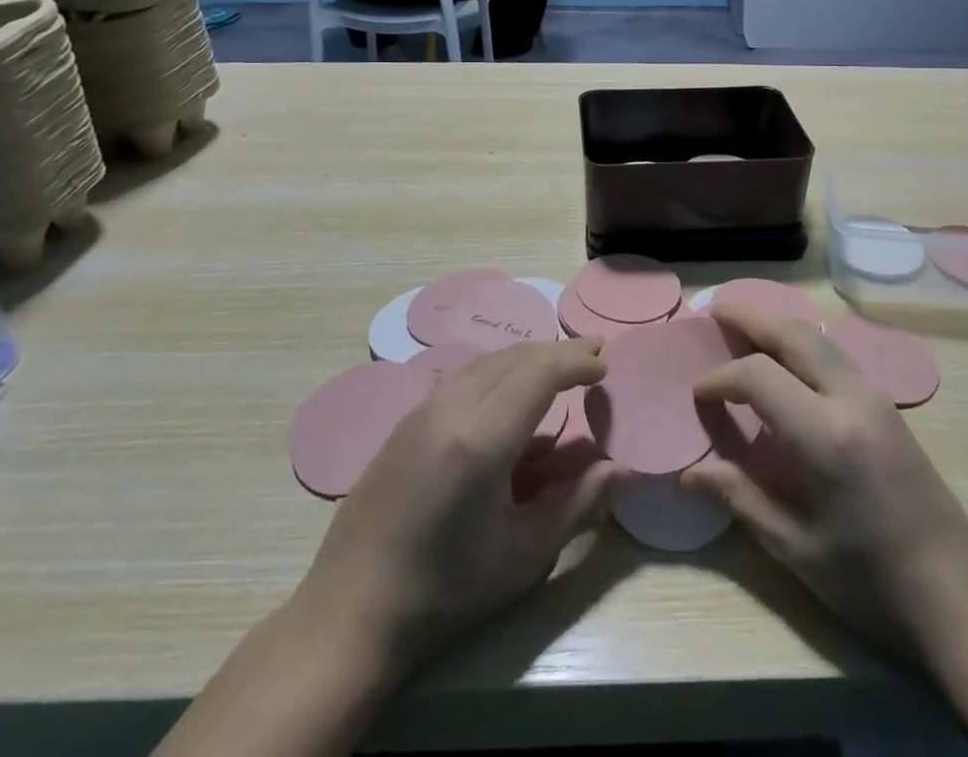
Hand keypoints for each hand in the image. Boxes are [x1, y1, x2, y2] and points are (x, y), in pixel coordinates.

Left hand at [292, 339, 615, 677]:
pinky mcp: (406, 421)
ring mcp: (423, 409)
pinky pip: (464, 378)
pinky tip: (510, 396)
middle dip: (557, 351)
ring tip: (557, 369)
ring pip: (487, 362)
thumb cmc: (444, 592)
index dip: (576, 361)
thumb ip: (576, 504)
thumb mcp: (522, 556)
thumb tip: (619, 469)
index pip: (540, 372)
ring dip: (527, 359)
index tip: (605, 364)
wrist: (348, 615)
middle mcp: (451, 407)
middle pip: (515, 358)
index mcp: (481, 437)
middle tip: (592, 354)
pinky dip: (499, 373)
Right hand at [684, 307, 967, 661]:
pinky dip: (802, 344)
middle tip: (714, 314)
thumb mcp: (796, 548)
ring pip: (818, 338)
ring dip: (778, 326)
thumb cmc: (870, 581)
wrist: (956, 598)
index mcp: (825, 434)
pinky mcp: (888, 407)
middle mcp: (851, 399)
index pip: (759, 376)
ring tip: (744, 328)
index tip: (698, 394)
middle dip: (750, 318)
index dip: (721, 378)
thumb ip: (741, 497)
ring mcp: (875, 397)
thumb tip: (691, 474)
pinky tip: (786, 362)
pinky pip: (835, 356)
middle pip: (793, 334)